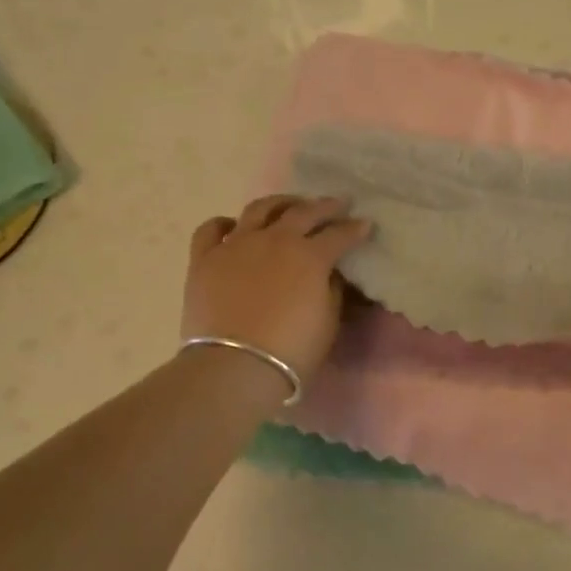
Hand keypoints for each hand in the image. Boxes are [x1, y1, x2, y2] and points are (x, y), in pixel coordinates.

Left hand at [180, 195, 371, 384]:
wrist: (234, 367)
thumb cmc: (291, 350)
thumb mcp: (328, 321)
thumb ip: (332, 289)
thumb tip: (329, 273)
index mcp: (310, 255)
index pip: (339, 234)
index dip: (355, 229)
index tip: (365, 224)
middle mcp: (275, 239)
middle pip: (304, 212)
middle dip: (325, 206)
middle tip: (338, 204)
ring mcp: (237, 244)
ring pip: (260, 209)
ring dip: (280, 203)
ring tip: (289, 206)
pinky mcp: (205, 258)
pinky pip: (211, 229)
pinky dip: (225, 224)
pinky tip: (234, 227)